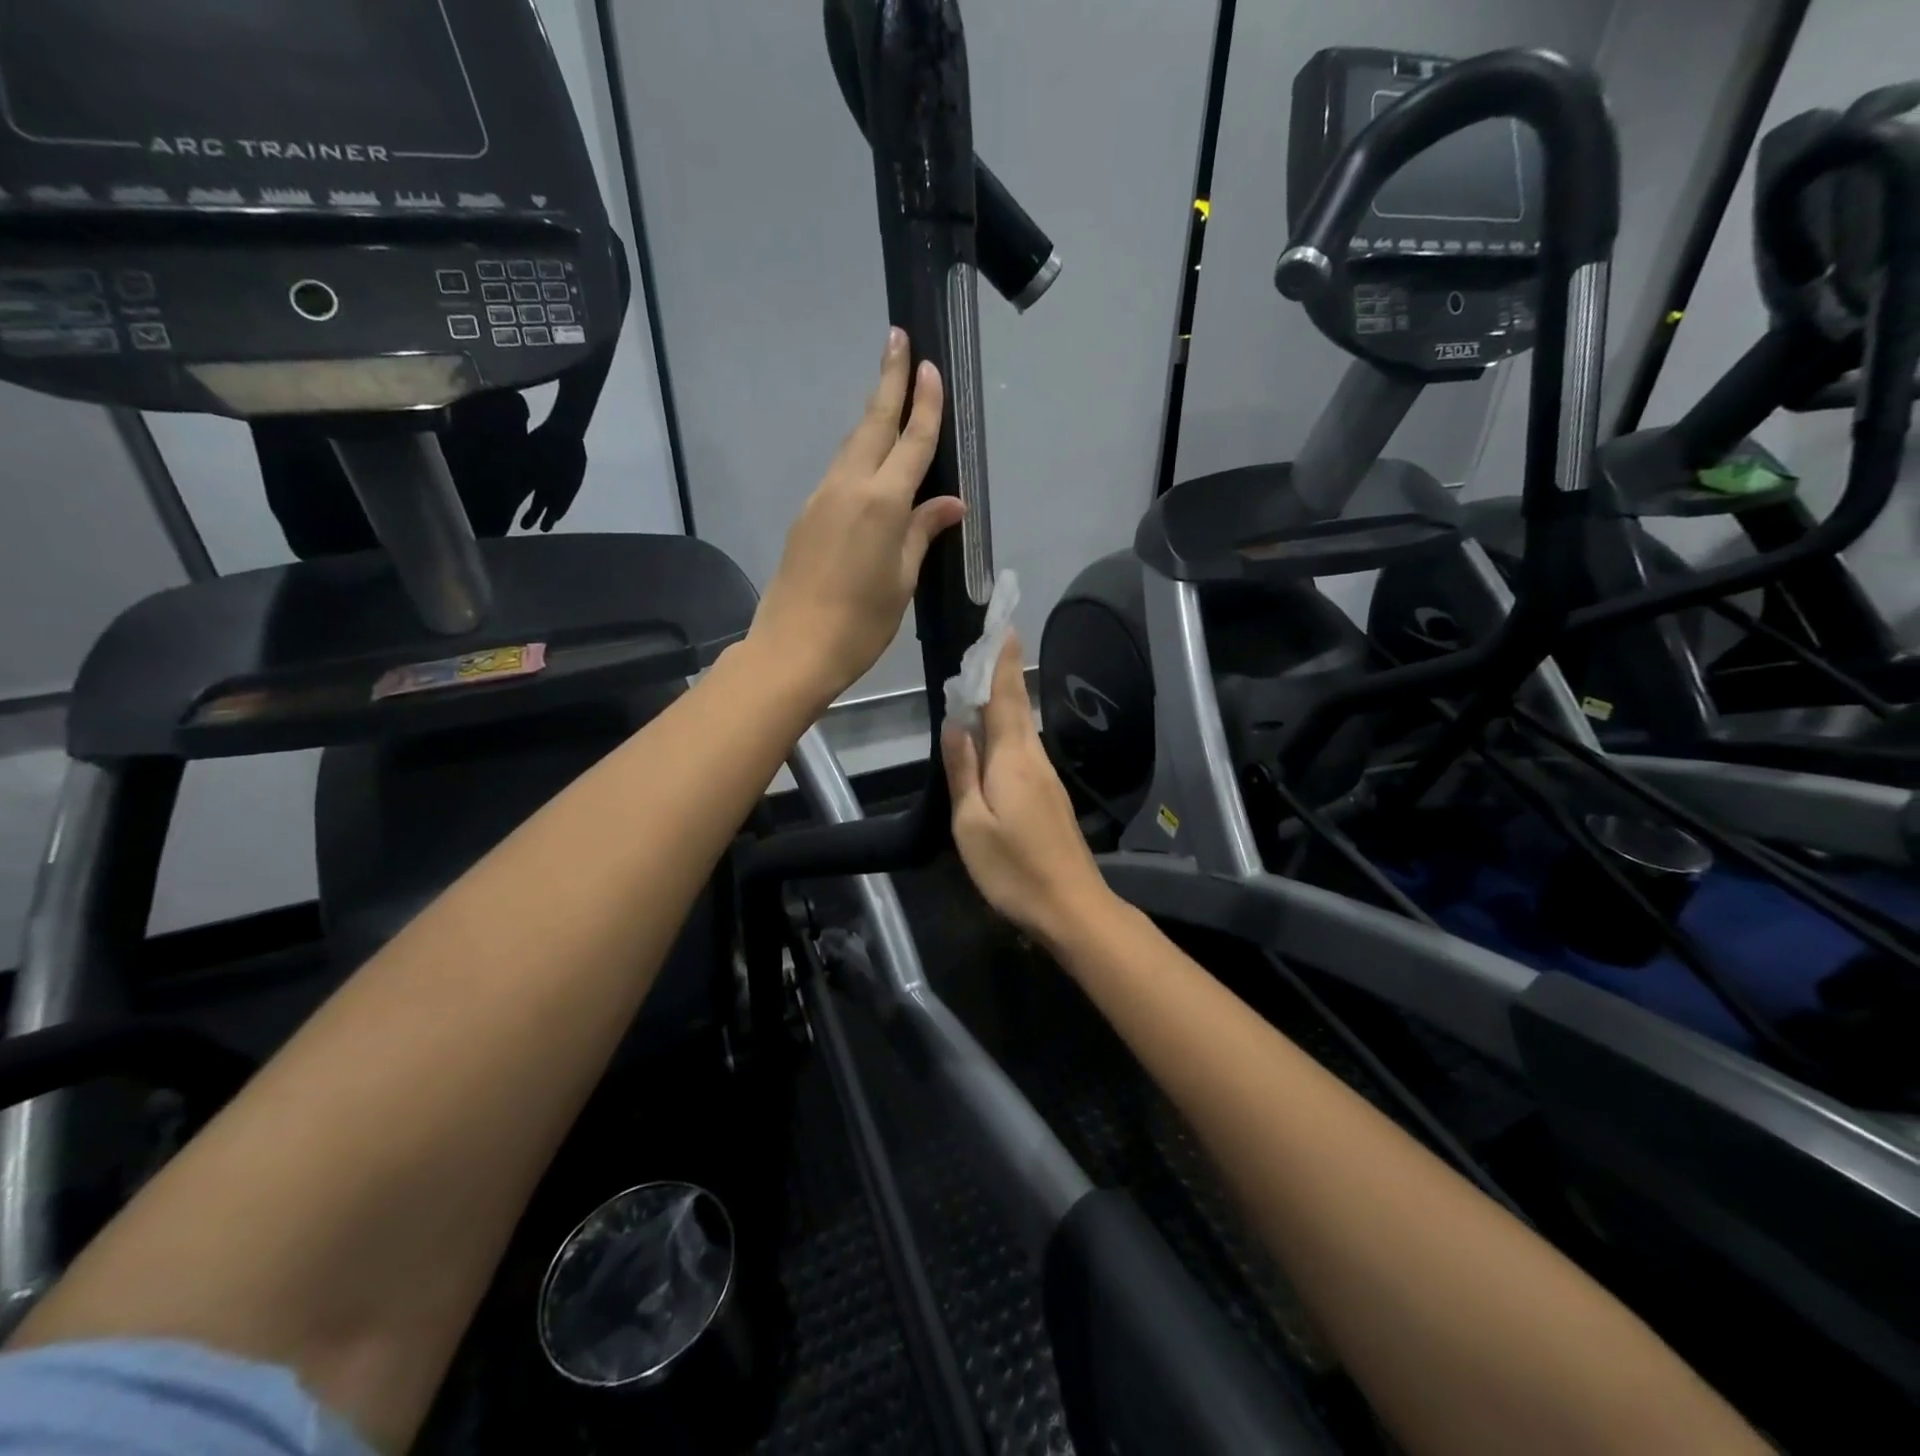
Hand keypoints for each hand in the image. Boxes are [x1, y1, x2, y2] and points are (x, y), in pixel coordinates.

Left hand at [749, 330, 964, 709]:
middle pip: (873, 424)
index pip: (911, 442)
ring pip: (852, 445)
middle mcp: (849, 487)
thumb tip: (949, 503)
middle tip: (897, 339)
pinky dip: (859, 453)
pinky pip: (839, 472)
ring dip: (872, 415)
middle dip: (888, 380)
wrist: (793, 648)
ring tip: (889, 390)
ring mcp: (822, 498)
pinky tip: (870, 459)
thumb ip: (922, 532)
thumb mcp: (902, 580)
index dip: (925, 404)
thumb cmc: (861, 623)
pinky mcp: (807, 515)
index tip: (930, 365)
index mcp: (882, 502)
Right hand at [942, 633, 1116, 947]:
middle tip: (985, 644)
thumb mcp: (971, 823)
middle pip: (1016, 707)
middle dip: (1002, 673)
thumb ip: (962, 771)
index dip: (1002, 662)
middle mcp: (1034, 758)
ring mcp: (1046, 778)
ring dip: (1003, 700)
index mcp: (1013, 759)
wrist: (1072, 908)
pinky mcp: (1050, 796)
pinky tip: (992, 737)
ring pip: (1021, 728)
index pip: (1005, 697)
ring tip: (978, 683)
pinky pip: (1024, 749)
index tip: (1002, 625)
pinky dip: (1007, 730)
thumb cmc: (1014, 869)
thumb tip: (955, 723)